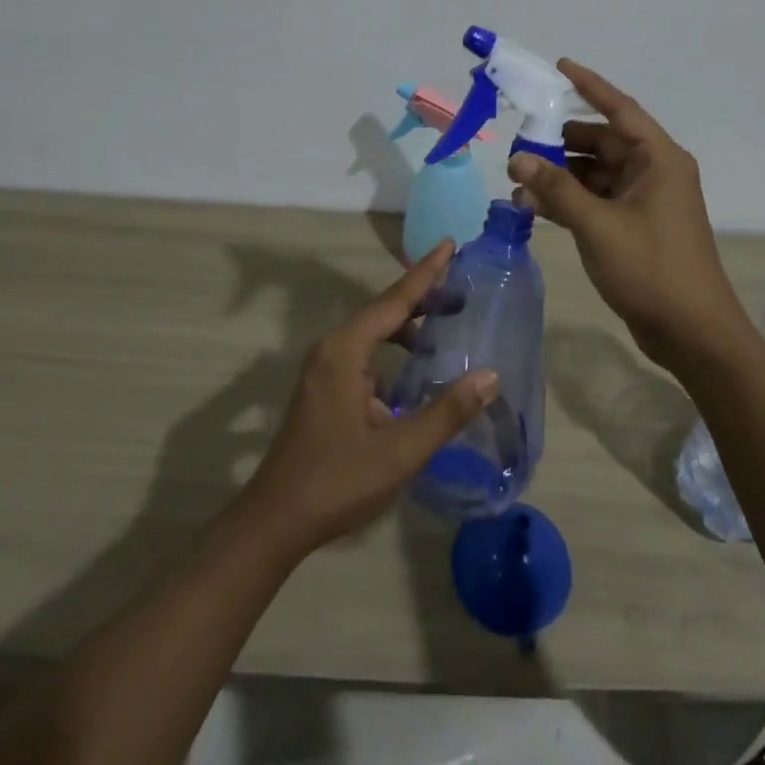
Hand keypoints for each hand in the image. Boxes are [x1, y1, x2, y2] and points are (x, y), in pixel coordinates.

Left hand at [242, 242, 497, 555]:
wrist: (275, 521)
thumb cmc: (337, 482)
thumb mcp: (399, 451)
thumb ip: (446, 412)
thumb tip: (489, 376)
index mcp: (345, 351)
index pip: (394, 300)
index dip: (426, 273)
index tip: (449, 243)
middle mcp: (332, 348)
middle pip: (383, 310)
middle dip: (422, 296)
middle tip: (460, 285)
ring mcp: (325, 368)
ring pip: (374, 333)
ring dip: (408, 326)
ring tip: (445, 322)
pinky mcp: (324, 387)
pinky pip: (365, 353)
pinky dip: (393, 350)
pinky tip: (415, 368)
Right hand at [508, 59, 746, 368]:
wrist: (693, 334)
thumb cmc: (652, 269)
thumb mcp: (598, 225)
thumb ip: (557, 188)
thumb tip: (517, 160)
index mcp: (659, 159)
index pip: (620, 109)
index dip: (590, 86)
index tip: (559, 66)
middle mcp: (654, 172)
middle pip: (602, 142)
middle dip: (561, 142)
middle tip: (520, 143)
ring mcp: (645, 201)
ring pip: (595, 173)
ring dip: (560, 175)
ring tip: (518, 180)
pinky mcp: (635, 226)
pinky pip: (596, 200)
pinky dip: (569, 200)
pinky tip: (534, 206)